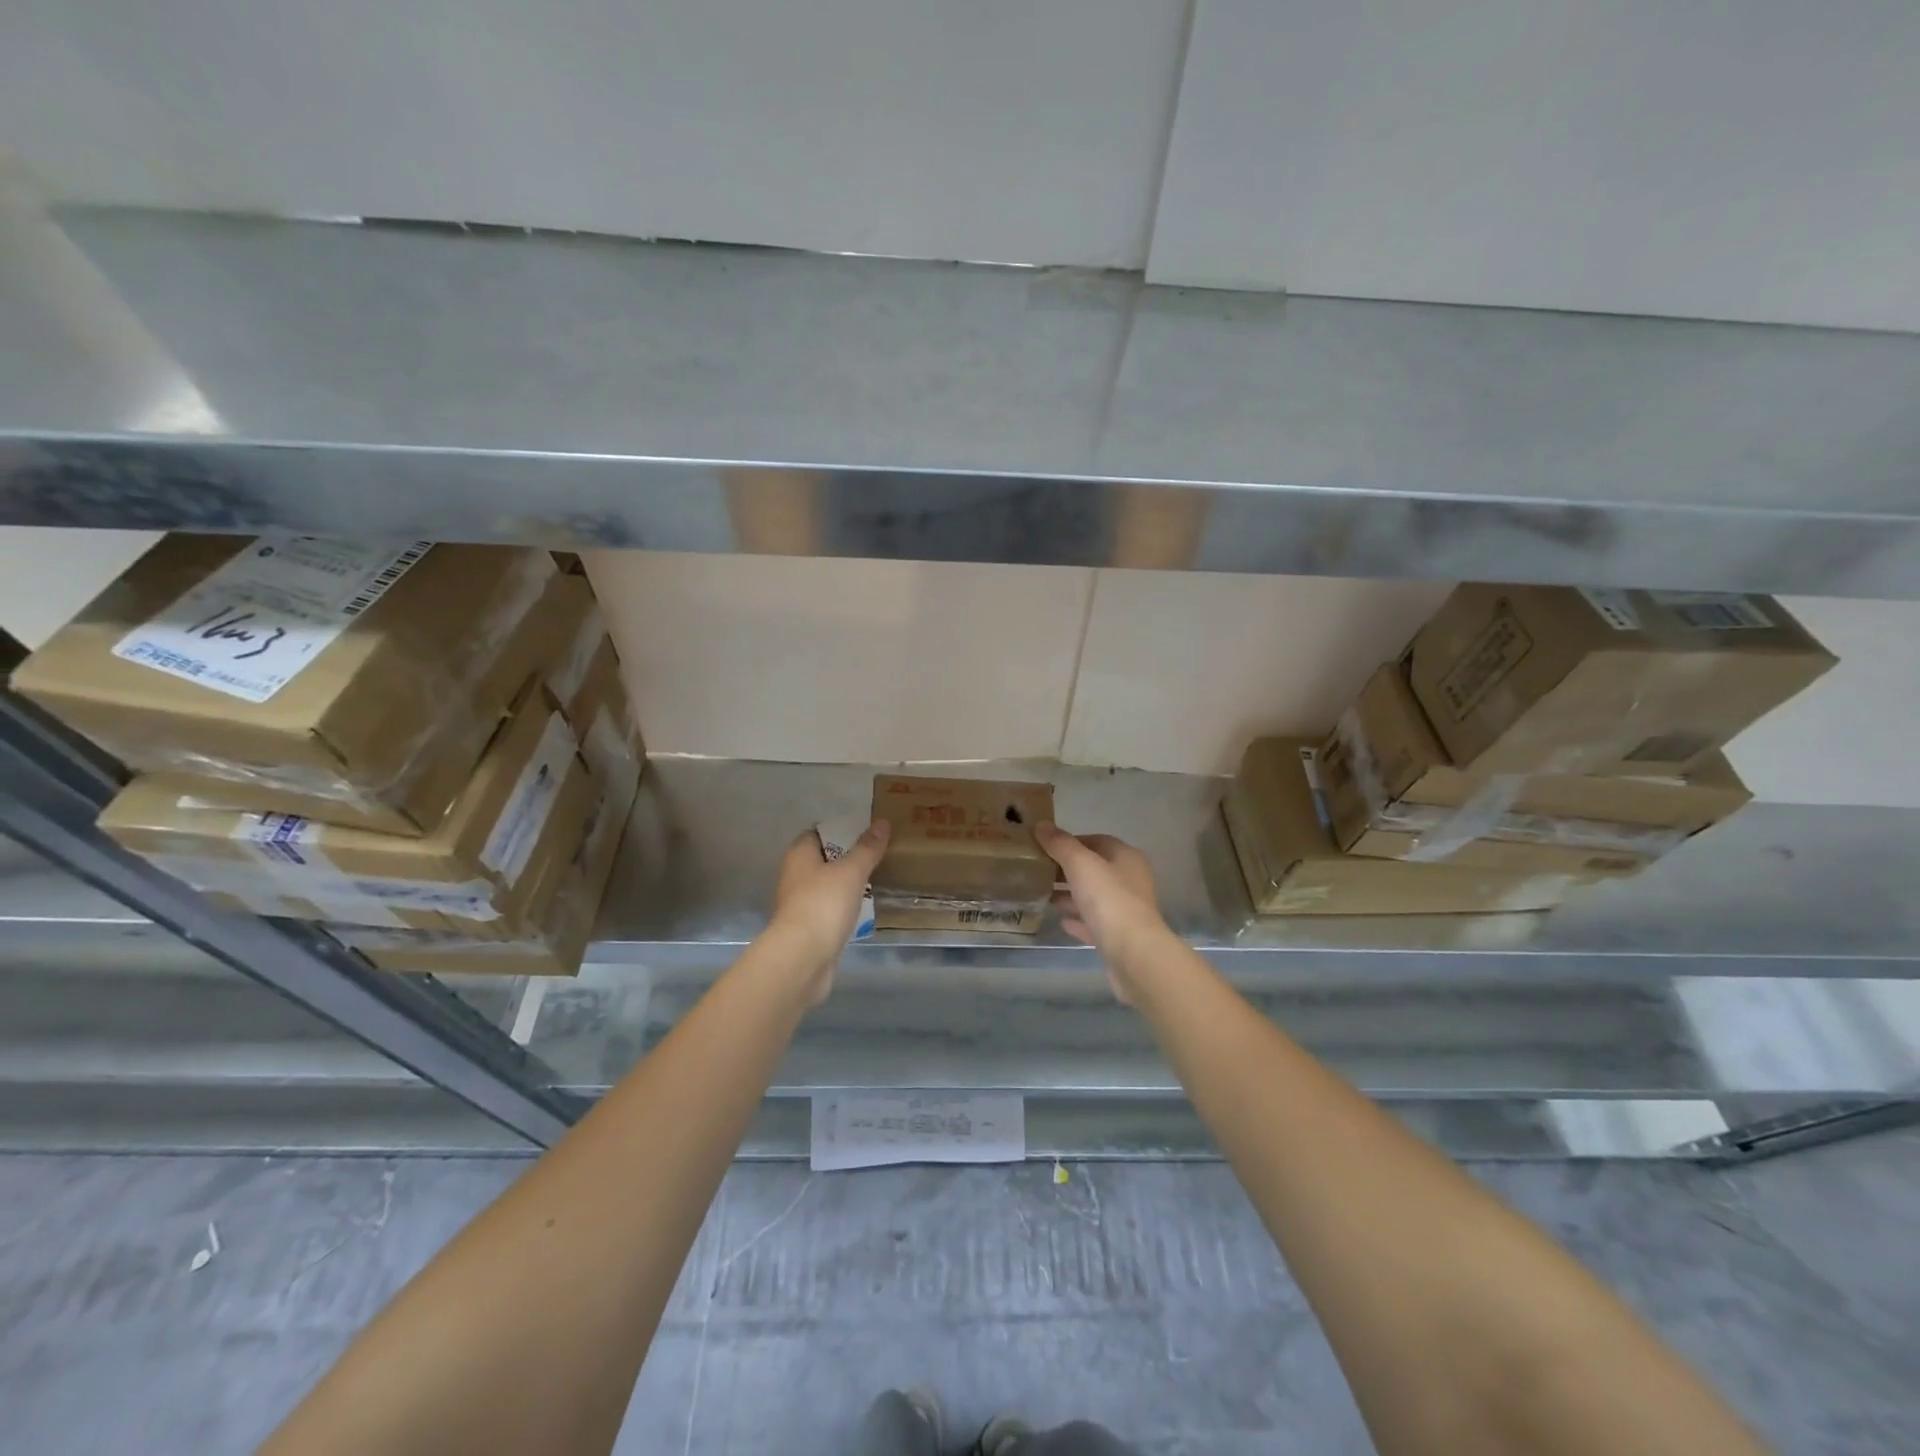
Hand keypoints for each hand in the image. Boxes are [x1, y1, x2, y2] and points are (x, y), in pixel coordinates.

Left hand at [764, 820, 889, 1003]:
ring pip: (828, 886)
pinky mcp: (808, 928)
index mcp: (799, 855)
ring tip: (877, 878)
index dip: (841, 830)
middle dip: (848, 858)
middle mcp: (795, 876)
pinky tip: (864, 908)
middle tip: (878, 854)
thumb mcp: (852, 871)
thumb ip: (867, 848)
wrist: (803, 958)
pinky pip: (830, 909)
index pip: (817, 833)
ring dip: (847, 884)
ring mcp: (800, 904)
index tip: (867, 831)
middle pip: (823, 860)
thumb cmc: (824, 904)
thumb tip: (882, 822)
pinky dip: (845, 907)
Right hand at [1035, 825, 1167, 1004]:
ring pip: (1093, 896)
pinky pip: (1094, 922)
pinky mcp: (1119, 937)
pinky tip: (1060, 920)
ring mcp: (1126, 910)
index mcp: (1126, 857)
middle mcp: (1130, 880)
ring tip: (1042, 893)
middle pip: (1094, 868)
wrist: (1133, 954)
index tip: (1043, 846)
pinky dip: (1078, 919)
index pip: (1096, 840)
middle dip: (1066, 869)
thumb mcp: (1080, 864)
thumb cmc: (1108, 900)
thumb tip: (1041, 825)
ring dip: (1070, 894)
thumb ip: (1060, 844)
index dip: (1070, 841)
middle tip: (1037, 870)